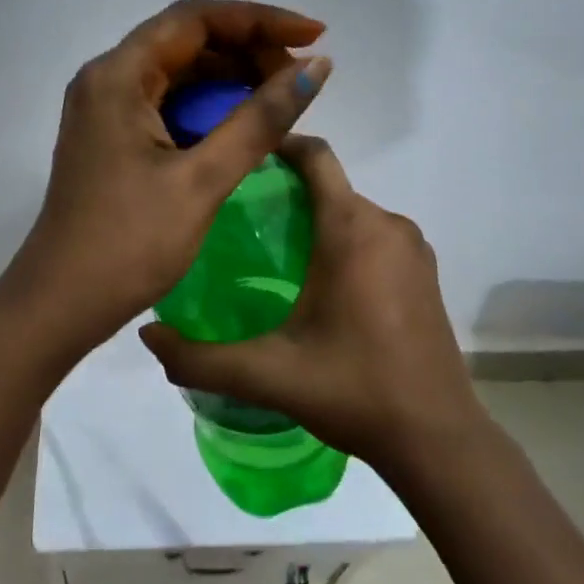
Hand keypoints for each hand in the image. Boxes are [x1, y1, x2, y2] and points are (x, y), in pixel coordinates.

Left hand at [0, 0, 332, 357]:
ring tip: (283, 97)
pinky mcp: (112, 136)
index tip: (313, 35)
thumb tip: (315, 68)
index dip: (259, 19)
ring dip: (231, 77)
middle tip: (301, 77)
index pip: (195, 18)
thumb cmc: (128, 244)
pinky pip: (168, 102)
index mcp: (118, 75)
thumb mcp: (202, 180)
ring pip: (178, 72)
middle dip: (248, 49)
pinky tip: (244, 123)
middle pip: (186, 40)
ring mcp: (106, 108)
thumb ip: (260, 120)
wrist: (60, 305)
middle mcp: (106, 79)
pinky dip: (209, 106)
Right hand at [139, 135, 482, 475]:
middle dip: (288, 190)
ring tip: (273, 251)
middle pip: (330, 184)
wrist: (437, 439)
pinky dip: (345, 240)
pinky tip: (319, 283)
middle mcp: (387, 224)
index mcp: (352, 228)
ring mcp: (413, 248)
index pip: (315, 155)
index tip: (241, 159)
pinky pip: (375, 234)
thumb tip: (145, 334)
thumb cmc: (353, 390)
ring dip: (316, 217)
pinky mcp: (425, 272)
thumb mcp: (267, 374)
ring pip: (352, 210)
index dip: (278, 145)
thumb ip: (200, 357)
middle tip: (240, 218)